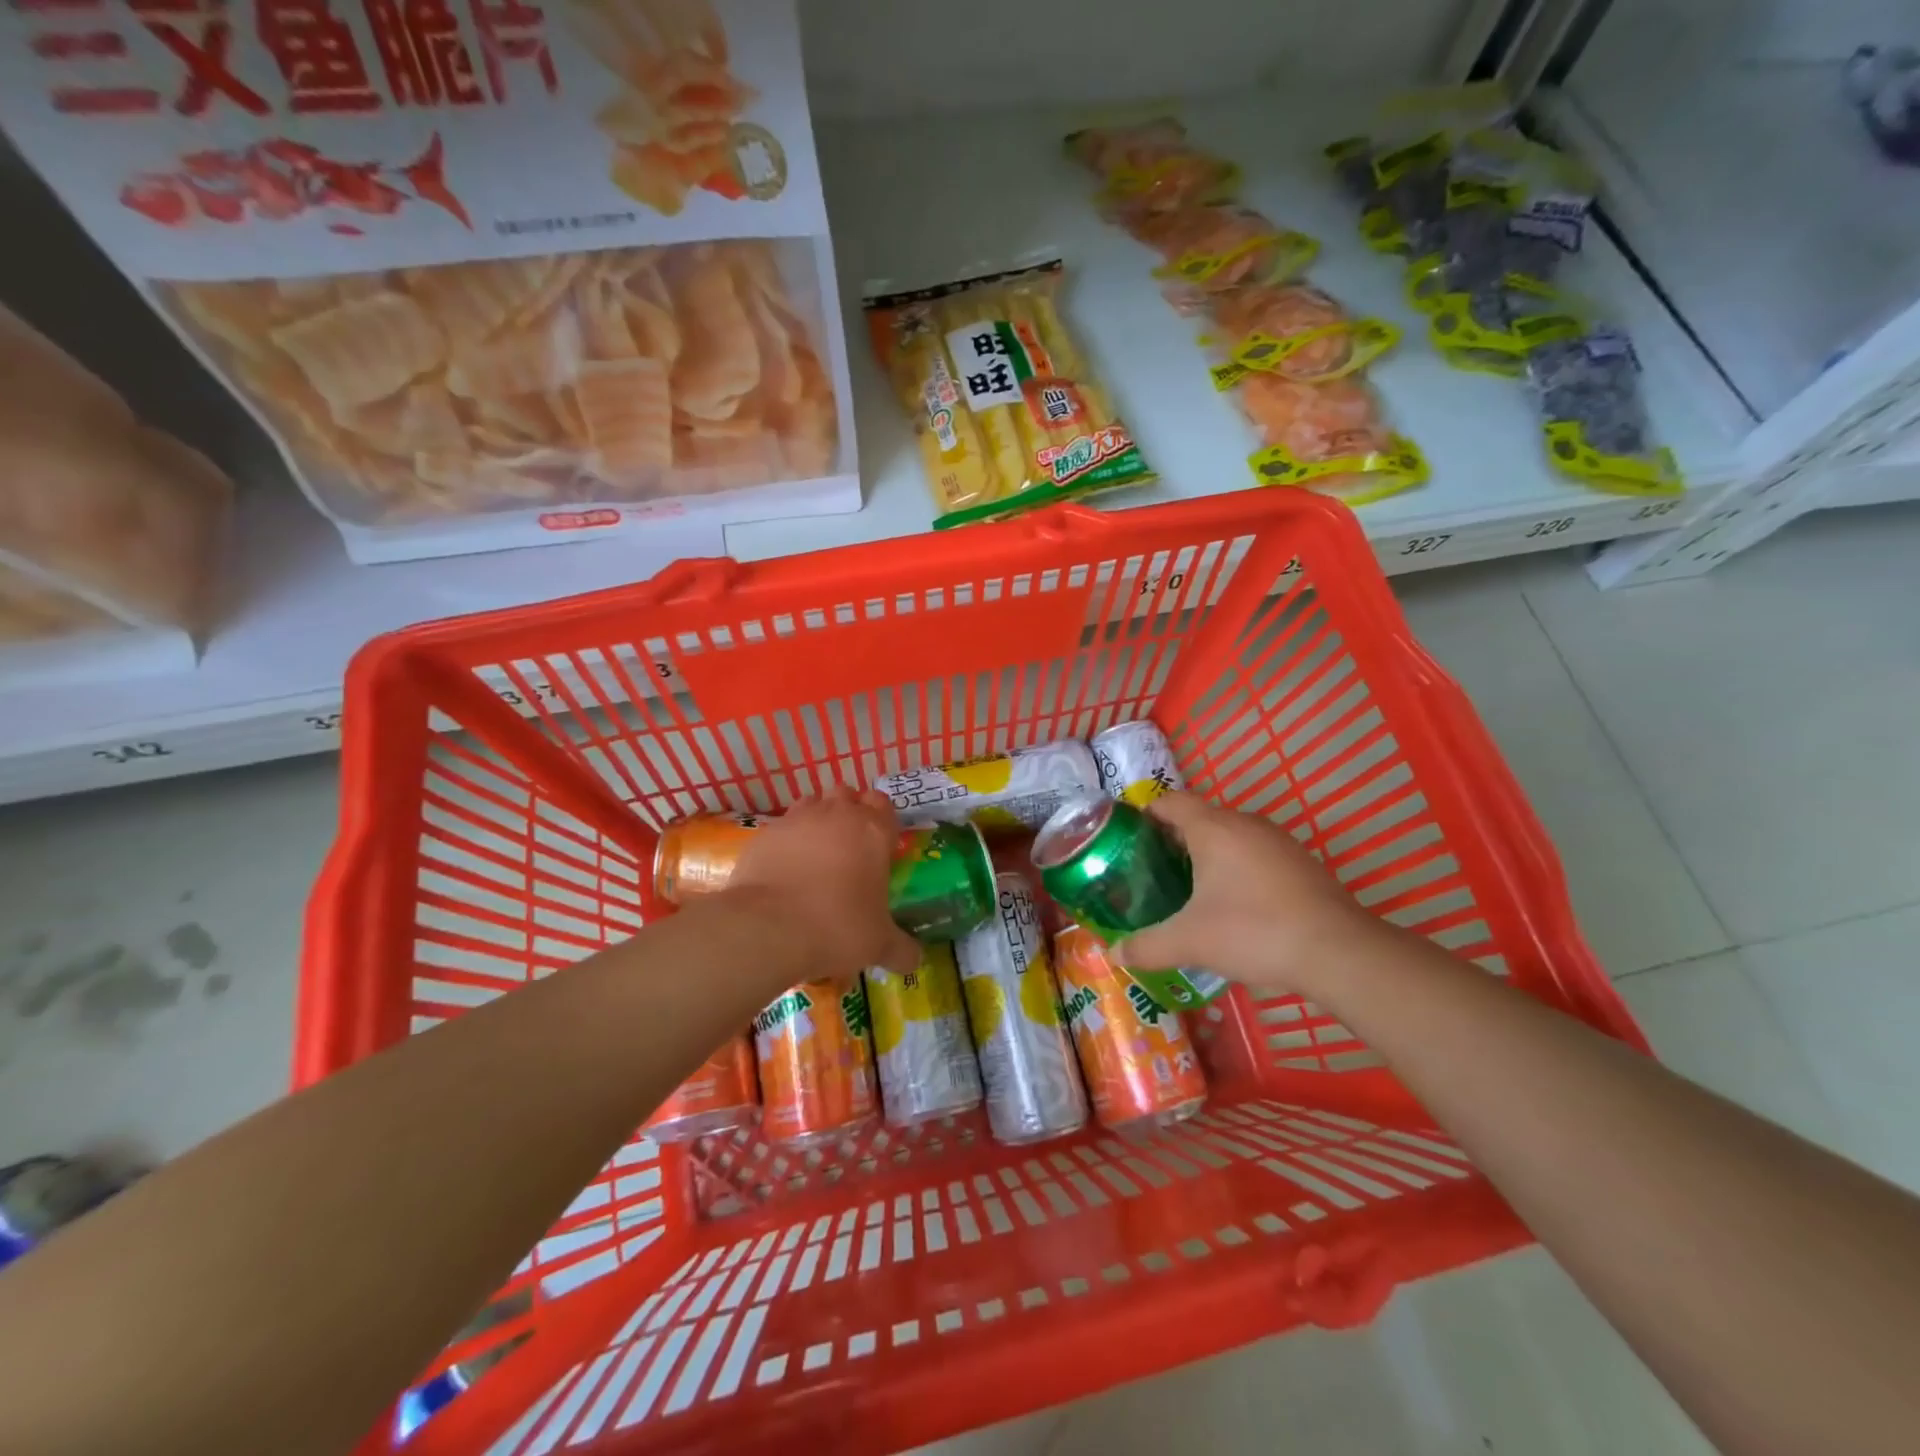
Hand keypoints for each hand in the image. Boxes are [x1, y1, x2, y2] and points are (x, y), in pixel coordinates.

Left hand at [722, 789, 918, 981]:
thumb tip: (915, 962)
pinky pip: (782, 827)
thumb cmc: (837, 927)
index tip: (879, 843)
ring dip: (817, 819)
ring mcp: (796, 820)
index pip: (883, 803)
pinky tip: (785, 869)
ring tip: (816, 854)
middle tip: (849, 847)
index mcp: (873, 831)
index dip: (882, 818)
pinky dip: (786, 841)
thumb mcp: (878, 945)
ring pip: (812, 803)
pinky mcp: (764, 834)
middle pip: (847, 794)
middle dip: (849, 811)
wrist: (767, 928)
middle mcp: (836, 814)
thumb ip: (901, 950)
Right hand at [1116, 793, 1386, 995]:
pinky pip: (1255, 852)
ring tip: (1188, 888)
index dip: (1145, 814)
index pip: (1169, 801)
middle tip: (1151, 871)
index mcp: (1212, 827)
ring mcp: (1278, 840)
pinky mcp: (1300, 861)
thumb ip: (1147, 946)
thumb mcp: (1190, 942)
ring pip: (1230, 835)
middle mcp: (1245, 822)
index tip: (1127, 839)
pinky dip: (1237, 867)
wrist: (1338, 951)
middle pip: (1199, 816)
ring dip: (1207, 854)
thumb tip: (1113, 954)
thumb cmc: (1253, 931)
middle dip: (1173, 839)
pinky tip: (1234, 903)